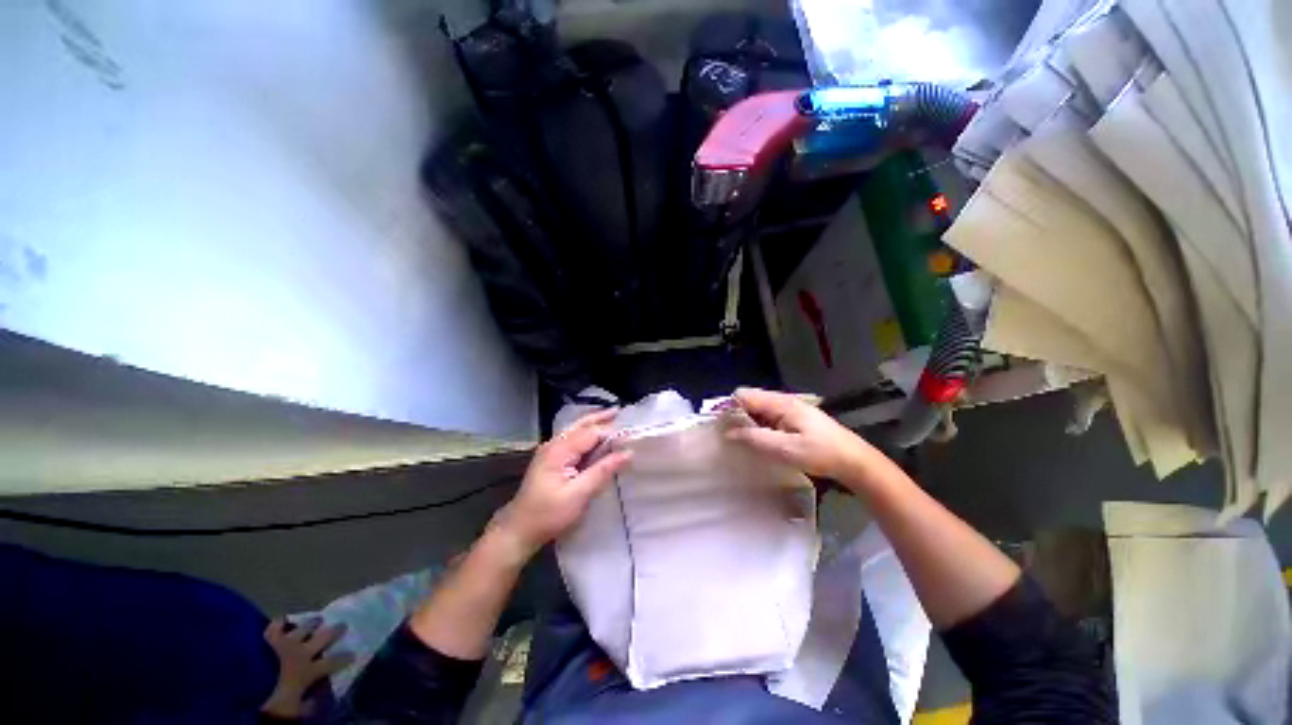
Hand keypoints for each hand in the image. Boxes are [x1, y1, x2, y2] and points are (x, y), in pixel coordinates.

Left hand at [261, 617, 352, 719]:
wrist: (245, 683)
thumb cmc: (273, 698)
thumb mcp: (292, 709)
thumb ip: (309, 703)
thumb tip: (321, 695)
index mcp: (310, 670)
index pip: (333, 662)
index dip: (345, 658)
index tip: (354, 653)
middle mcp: (302, 652)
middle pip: (323, 638)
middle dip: (334, 631)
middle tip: (342, 625)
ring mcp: (285, 643)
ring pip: (304, 628)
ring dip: (312, 624)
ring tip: (318, 619)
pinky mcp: (269, 638)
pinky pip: (276, 625)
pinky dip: (282, 621)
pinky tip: (284, 618)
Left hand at [491, 409, 632, 558]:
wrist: (519, 529)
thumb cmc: (548, 514)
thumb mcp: (578, 495)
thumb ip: (603, 470)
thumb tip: (628, 453)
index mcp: (559, 450)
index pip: (591, 433)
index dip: (611, 432)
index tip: (631, 435)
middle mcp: (554, 444)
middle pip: (581, 424)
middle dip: (601, 418)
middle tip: (621, 411)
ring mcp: (550, 450)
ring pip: (576, 429)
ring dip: (594, 423)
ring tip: (612, 417)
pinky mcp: (551, 458)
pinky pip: (572, 439)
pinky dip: (587, 434)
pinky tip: (596, 437)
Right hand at [727, 387, 888, 487]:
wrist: (854, 461)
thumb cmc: (821, 453)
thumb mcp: (785, 449)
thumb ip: (755, 439)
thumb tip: (727, 433)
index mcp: (780, 403)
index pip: (743, 395)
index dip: (729, 408)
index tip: (721, 427)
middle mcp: (782, 401)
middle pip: (749, 401)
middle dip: (736, 416)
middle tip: (731, 439)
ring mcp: (788, 410)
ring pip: (757, 411)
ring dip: (747, 423)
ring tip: (742, 443)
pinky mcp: (792, 420)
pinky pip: (767, 419)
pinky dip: (758, 428)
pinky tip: (760, 443)